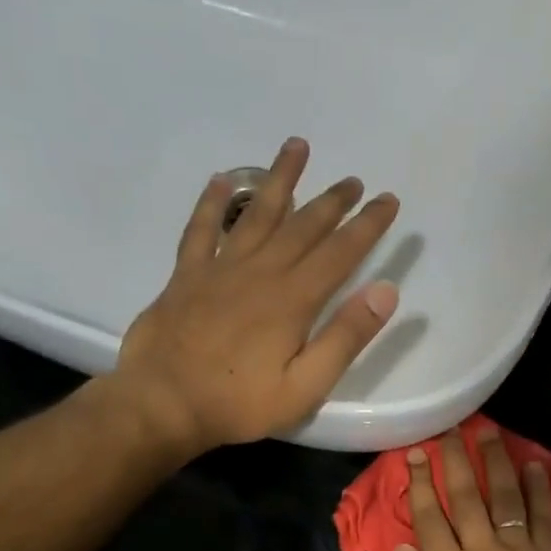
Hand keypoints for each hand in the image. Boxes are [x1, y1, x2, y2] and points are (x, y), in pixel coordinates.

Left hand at [114, 137, 400, 454]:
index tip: (387, 199)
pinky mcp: (186, 276)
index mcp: (293, 300)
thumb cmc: (239, 403)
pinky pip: (201, 228)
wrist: (163, 403)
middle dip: (332, 201)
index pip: (340, 253)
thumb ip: (345, 338)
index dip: (367, 225)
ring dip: (279, 179)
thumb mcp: (305, 386)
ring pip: (255, 213)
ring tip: (296, 147)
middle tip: (353, 180)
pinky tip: (220, 179)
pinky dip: (211, 202)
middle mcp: (260, 272)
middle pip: (302, 226)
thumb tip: (385, 291)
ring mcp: (220, 269)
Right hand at [394, 426, 550, 550]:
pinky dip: (540, 490)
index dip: (419, 484)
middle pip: (465, 497)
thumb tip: (404, 549)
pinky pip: (543, 517)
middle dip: (455, 461)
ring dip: (496, 462)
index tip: (415, 455)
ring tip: (489, 432)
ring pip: (504, 497)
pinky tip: (537, 466)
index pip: (429, 517)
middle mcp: (482, 549)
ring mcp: (518, 550)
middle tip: (449, 431)